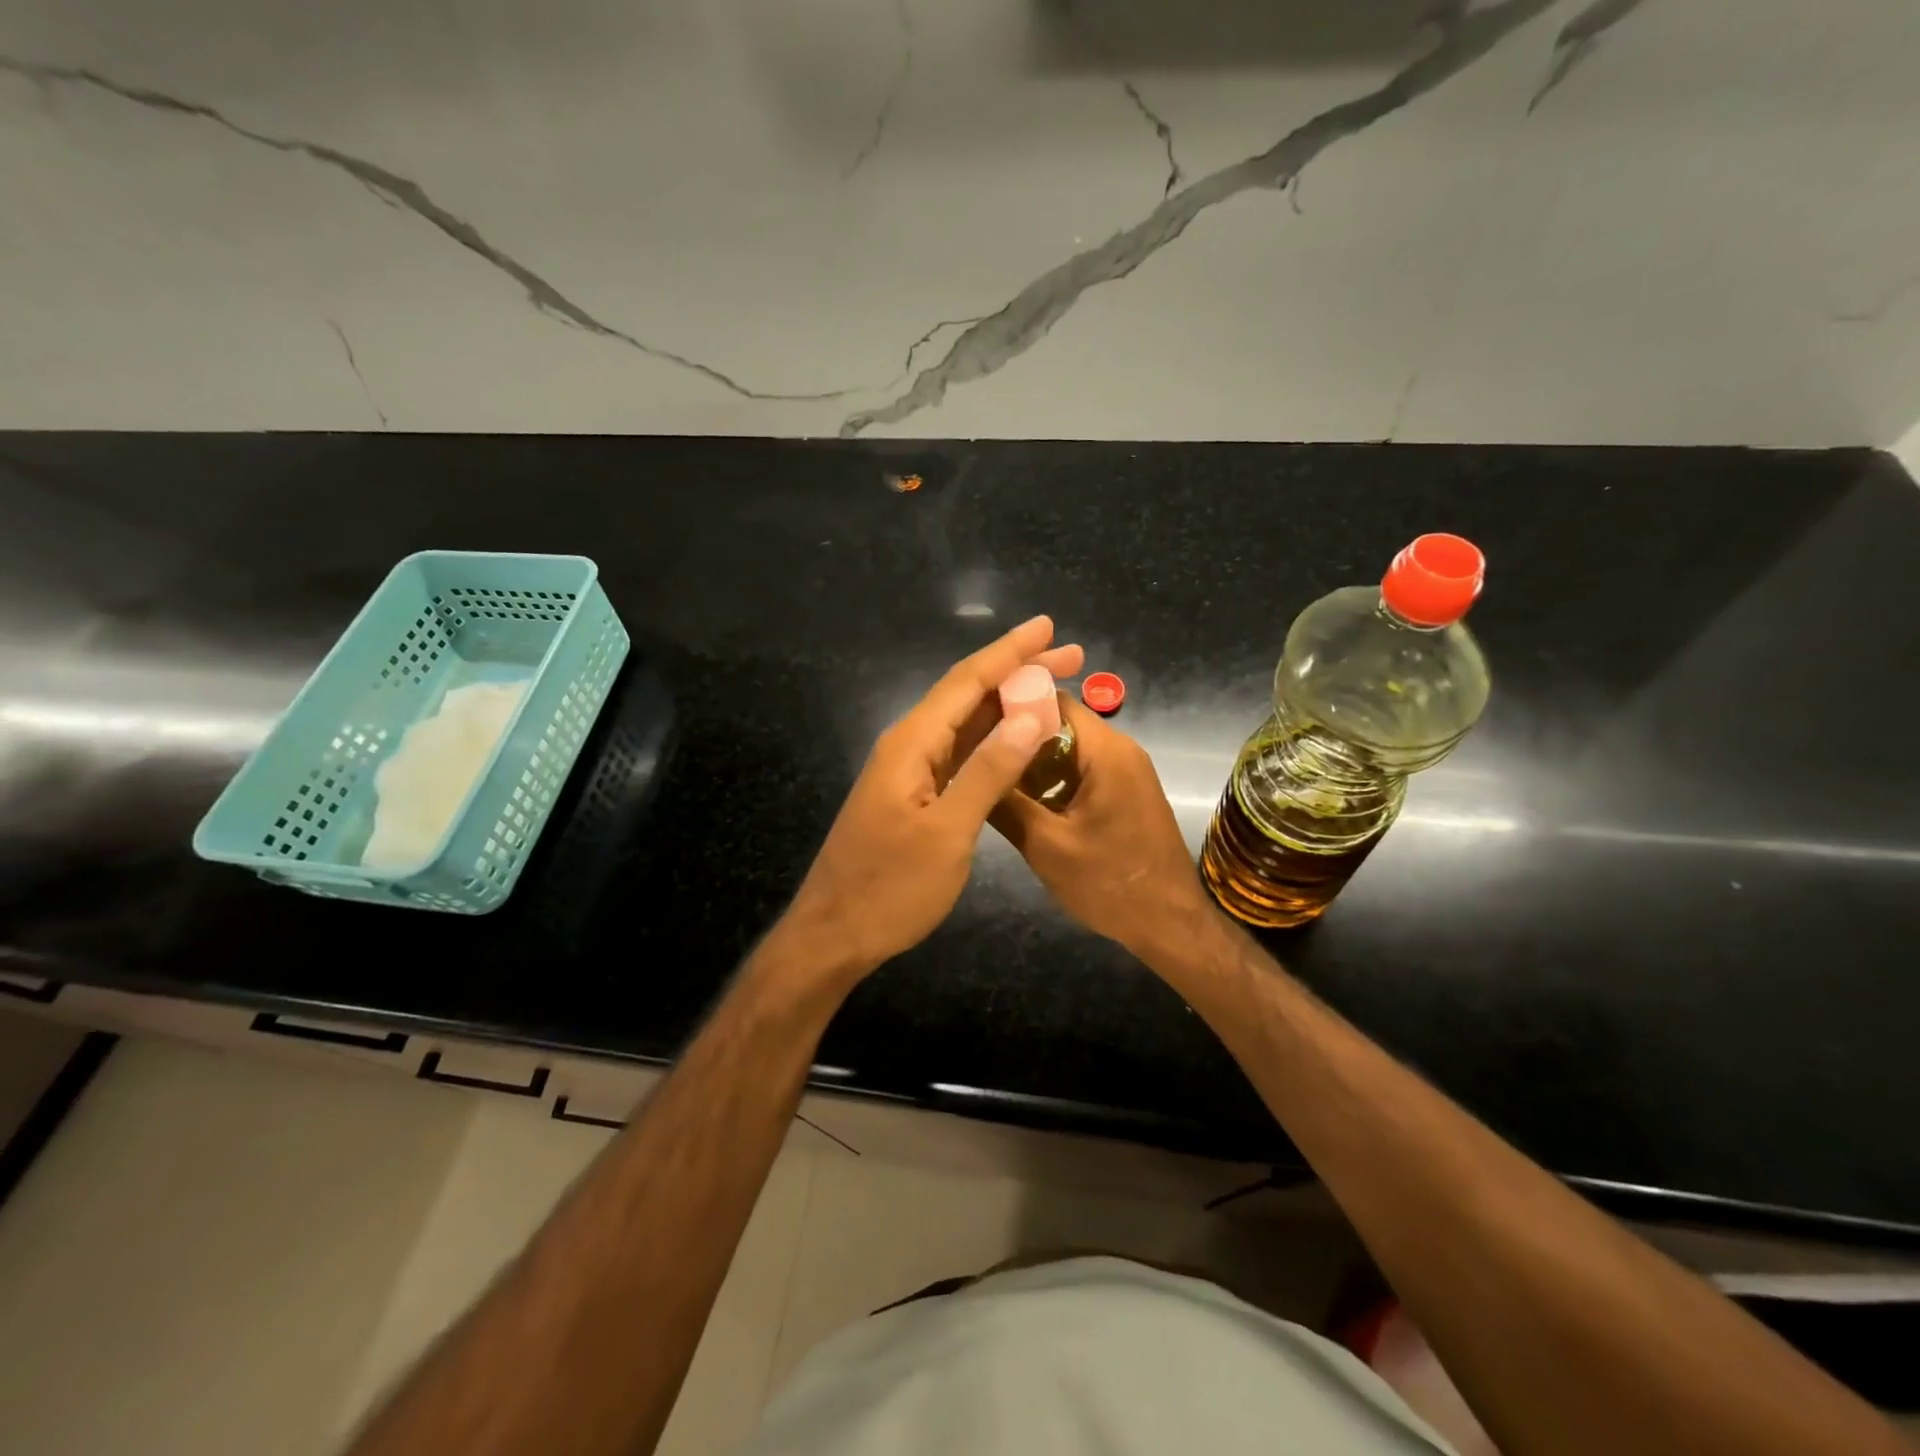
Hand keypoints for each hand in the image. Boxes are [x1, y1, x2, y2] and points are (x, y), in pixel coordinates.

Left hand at [780, 616, 1085, 983]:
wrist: (834, 934)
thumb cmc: (889, 887)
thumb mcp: (947, 833)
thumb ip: (988, 772)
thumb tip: (1028, 716)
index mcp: (912, 743)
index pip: (967, 681)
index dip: (1010, 652)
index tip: (1050, 628)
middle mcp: (909, 745)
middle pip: (968, 695)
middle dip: (1018, 672)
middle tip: (1071, 656)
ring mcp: (910, 771)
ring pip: (965, 724)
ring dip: (1008, 705)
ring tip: (1055, 689)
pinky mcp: (914, 795)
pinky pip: (960, 754)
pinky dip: (994, 742)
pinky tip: (1019, 741)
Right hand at [990, 696, 1214, 959]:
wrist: (1170, 925)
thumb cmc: (1109, 884)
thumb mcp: (1046, 846)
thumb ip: (1005, 803)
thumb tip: (964, 771)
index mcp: (1106, 751)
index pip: (1053, 700)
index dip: (1010, 706)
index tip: (972, 724)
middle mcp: (1120, 749)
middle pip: (1060, 723)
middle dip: (1017, 738)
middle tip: (974, 757)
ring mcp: (1126, 771)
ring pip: (1069, 749)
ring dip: (1033, 763)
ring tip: (991, 779)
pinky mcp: (1126, 792)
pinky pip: (1083, 771)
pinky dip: (1054, 780)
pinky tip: (1024, 802)